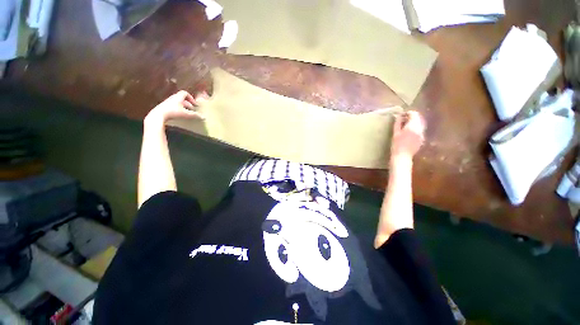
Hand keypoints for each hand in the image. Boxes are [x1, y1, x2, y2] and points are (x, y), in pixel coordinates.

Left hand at [145, 90, 206, 124]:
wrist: (158, 115)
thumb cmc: (173, 112)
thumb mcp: (186, 114)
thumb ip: (195, 115)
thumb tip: (204, 117)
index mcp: (178, 97)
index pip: (185, 93)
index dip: (191, 98)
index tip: (194, 104)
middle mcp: (173, 98)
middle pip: (182, 99)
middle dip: (188, 104)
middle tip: (192, 110)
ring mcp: (168, 103)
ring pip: (178, 103)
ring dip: (183, 107)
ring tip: (187, 113)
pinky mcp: (164, 108)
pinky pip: (173, 107)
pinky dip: (178, 110)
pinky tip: (180, 116)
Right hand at [389, 111, 425, 162]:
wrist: (402, 156)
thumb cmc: (396, 145)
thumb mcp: (395, 133)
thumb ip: (398, 123)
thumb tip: (398, 116)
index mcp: (412, 126)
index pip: (414, 114)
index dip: (408, 113)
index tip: (402, 115)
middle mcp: (420, 129)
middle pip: (418, 118)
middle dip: (411, 118)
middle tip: (403, 120)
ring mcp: (422, 134)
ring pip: (420, 124)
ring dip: (413, 123)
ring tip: (405, 127)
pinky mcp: (422, 139)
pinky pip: (420, 130)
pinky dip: (415, 129)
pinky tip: (408, 134)